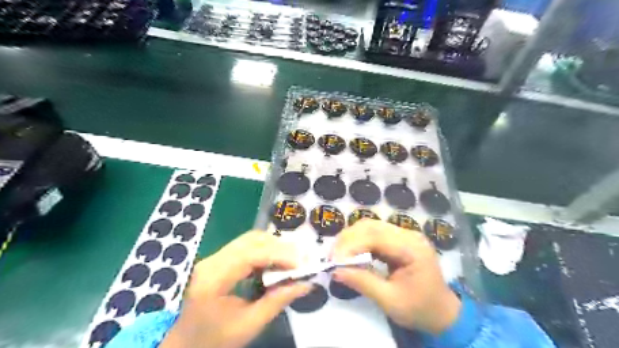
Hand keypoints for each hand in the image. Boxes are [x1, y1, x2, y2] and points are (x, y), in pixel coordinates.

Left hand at [162, 231, 311, 346]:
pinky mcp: (219, 259)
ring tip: (292, 260)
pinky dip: (265, 250)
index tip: (301, 263)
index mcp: (213, 279)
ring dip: (274, 246)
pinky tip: (276, 262)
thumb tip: (306, 283)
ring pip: (250, 239)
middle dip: (279, 247)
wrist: (185, 346)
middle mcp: (211, 261)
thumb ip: (278, 301)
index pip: (250, 254)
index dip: (279, 255)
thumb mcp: (249, 325)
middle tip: (301, 260)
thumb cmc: (215, 341)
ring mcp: (214, 257)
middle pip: (251, 240)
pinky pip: (246, 246)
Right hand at [335, 220, 458, 334]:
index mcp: (412, 249)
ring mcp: (405, 234)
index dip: (352, 245)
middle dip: (348, 239)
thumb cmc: (419, 309)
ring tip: (338, 255)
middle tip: (332, 257)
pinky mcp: (399, 238)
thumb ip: (362, 282)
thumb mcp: (390, 301)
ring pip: (370, 226)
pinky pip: (374, 233)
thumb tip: (335, 270)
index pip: (376, 237)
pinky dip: (359, 241)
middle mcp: (409, 234)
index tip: (334, 261)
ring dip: (351, 238)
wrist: (442, 312)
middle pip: (371, 226)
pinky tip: (351, 253)